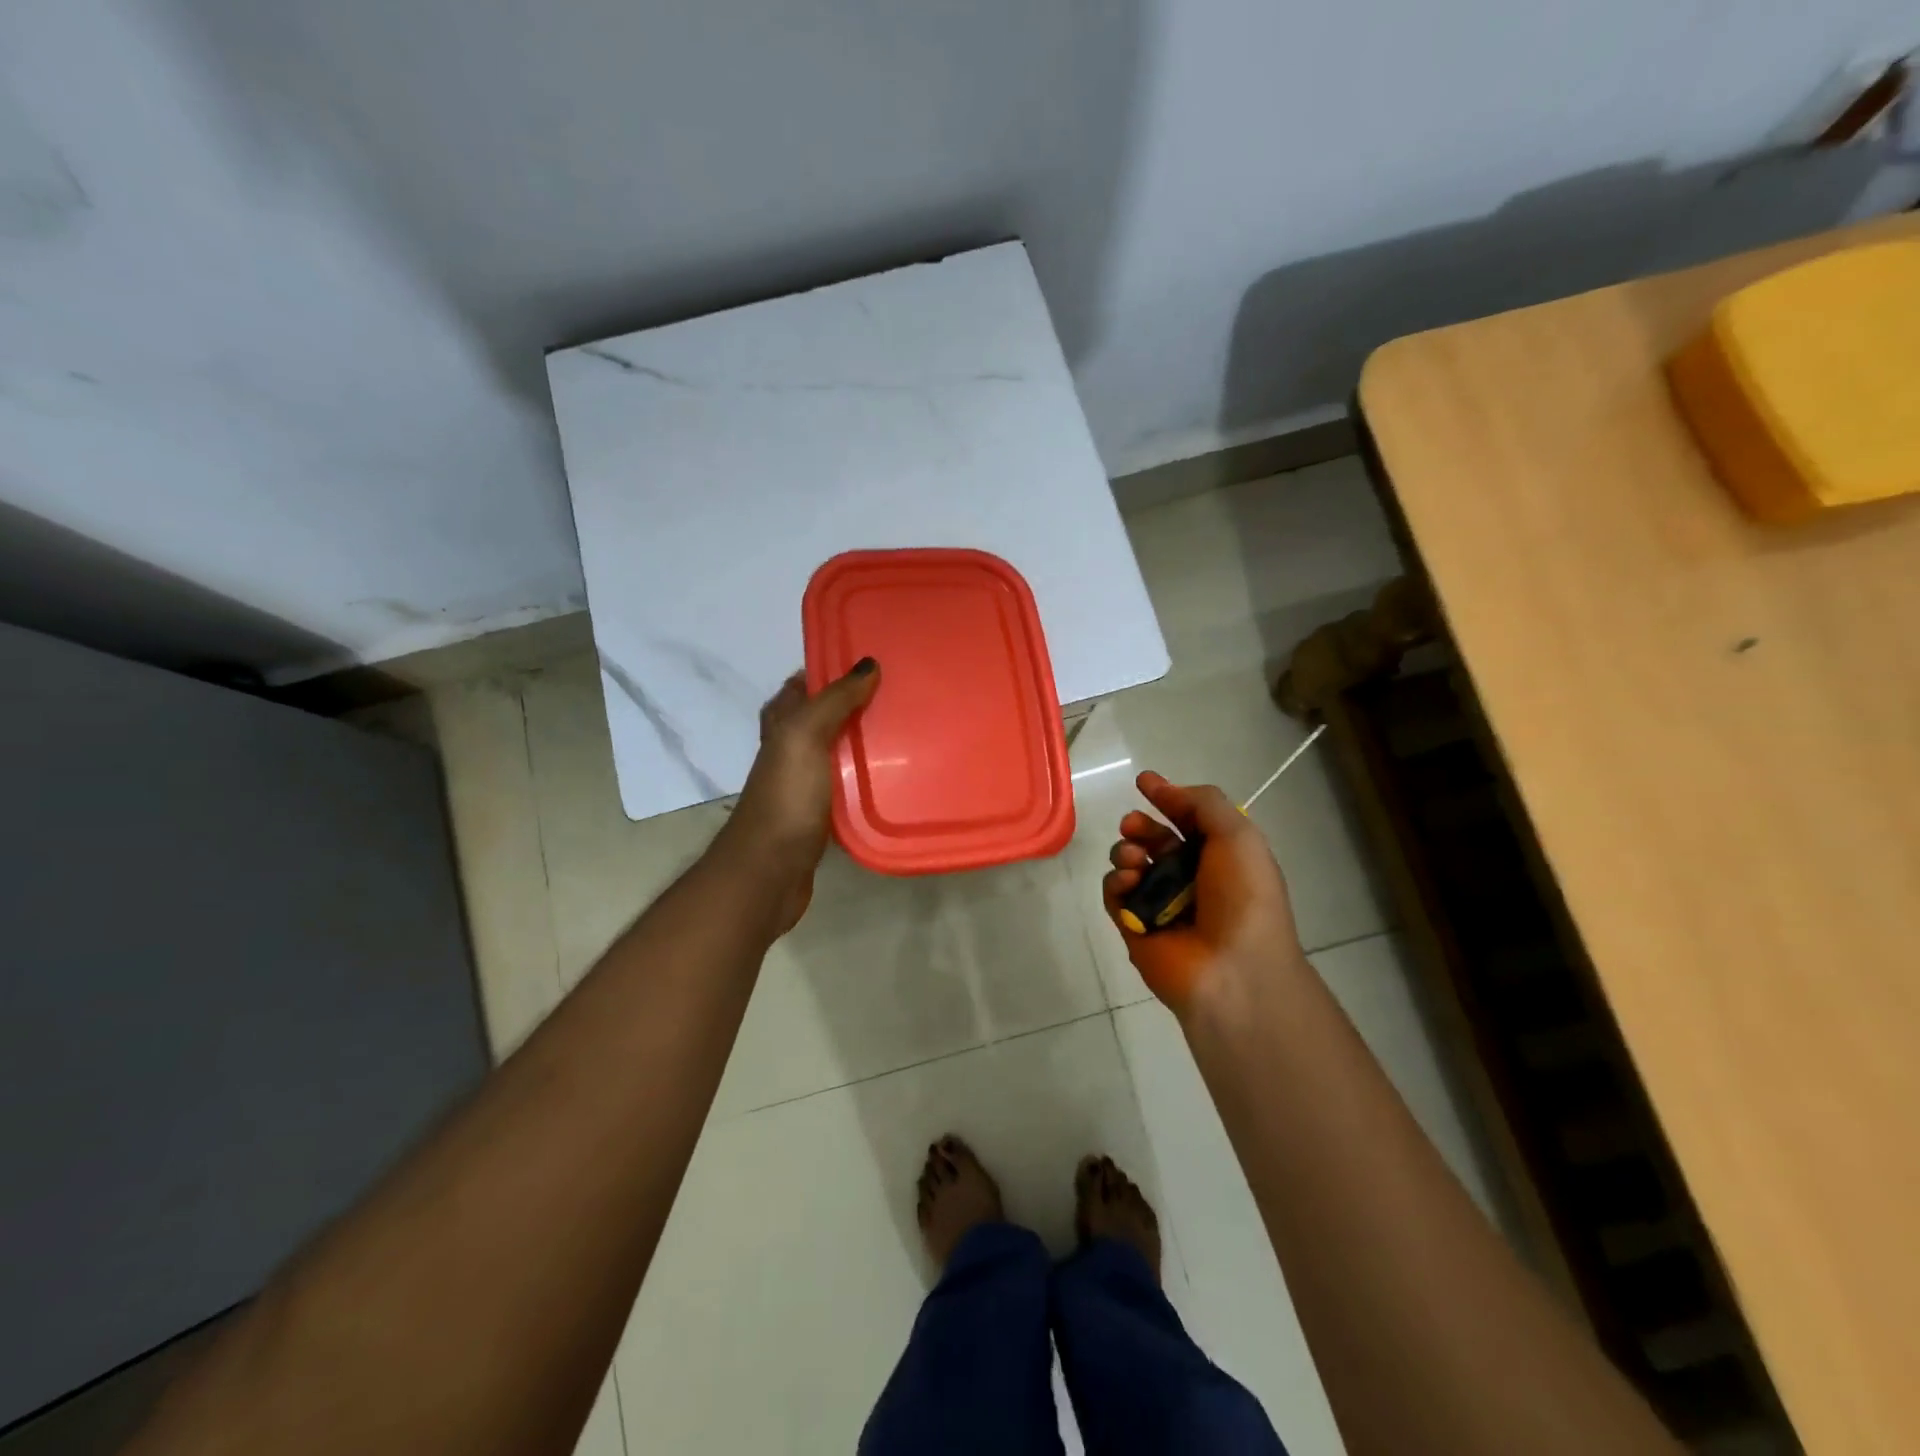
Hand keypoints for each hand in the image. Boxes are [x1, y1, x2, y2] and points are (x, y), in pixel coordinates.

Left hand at [723, 659, 879, 932]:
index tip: (878, 661)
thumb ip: (834, 700)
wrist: (771, 868)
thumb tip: (869, 664)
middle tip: (905, 693)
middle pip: (828, 714)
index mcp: (781, 722)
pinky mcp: (822, 810)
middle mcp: (791, 746)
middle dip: (860, 702)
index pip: (807, 682)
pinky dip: (869, 774)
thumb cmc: (786, 796)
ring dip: (868, 739)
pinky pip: (850, 781)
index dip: (835, 668)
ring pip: (841, 748)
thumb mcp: (805, 736)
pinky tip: (899, 774)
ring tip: (911, 727)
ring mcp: (806, 780)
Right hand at [1100, 772, 1304, 1016]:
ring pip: (1130, 863)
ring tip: (1133, 859)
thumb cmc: (1243, 898)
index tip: (1143, 782)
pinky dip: (1117, 882)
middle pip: (1154, 840)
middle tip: (1132, 824)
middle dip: (1140, 825)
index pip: (1189, 821)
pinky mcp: (1134, 926)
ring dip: (1126, 850)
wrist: (1233, 970)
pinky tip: (1128, 882)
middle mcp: (1190, 878)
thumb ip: (1203, 803)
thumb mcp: (1238, 836)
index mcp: (1221, 857)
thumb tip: (1166, 790)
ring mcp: (1160, 903)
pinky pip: (1115, 894)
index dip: (1168, 798)